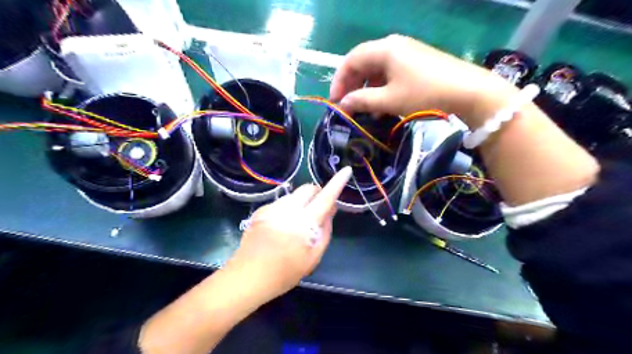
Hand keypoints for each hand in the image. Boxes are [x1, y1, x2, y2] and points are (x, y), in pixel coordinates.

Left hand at [225, 166, 352, 301]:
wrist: (248, 276)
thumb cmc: (285, 272)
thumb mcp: (313, 257)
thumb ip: (325, 231)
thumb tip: (331, 210)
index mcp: (304, 222)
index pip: (326, 197)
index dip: (338, 183)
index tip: (346, 170)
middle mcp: (288, 209)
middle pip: (308, 188)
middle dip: (318, 193)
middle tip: (319, 209)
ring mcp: (272, 207)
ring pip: (294, 194)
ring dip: (302, 201)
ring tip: (297, 222)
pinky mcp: (261, 210)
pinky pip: (281, 201)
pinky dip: (288, 207)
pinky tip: (282, 225)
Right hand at [328, 35, 514, 125]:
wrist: (468, 92)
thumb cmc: (423, 94)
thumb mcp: (388, 100)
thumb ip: (362, 101)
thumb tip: (343, 105)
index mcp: (384, 49)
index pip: (351, 60)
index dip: (339, 80)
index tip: (335, 101)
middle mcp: (393, 46)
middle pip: (363, 63)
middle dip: (352, 85)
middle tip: (347, 106)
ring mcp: (406, 53)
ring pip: (377, 70)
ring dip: (367, 89)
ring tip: (365, 110)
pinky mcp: (416, 63)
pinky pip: (390, 74)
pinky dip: (381, 88)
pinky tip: (382, 105)